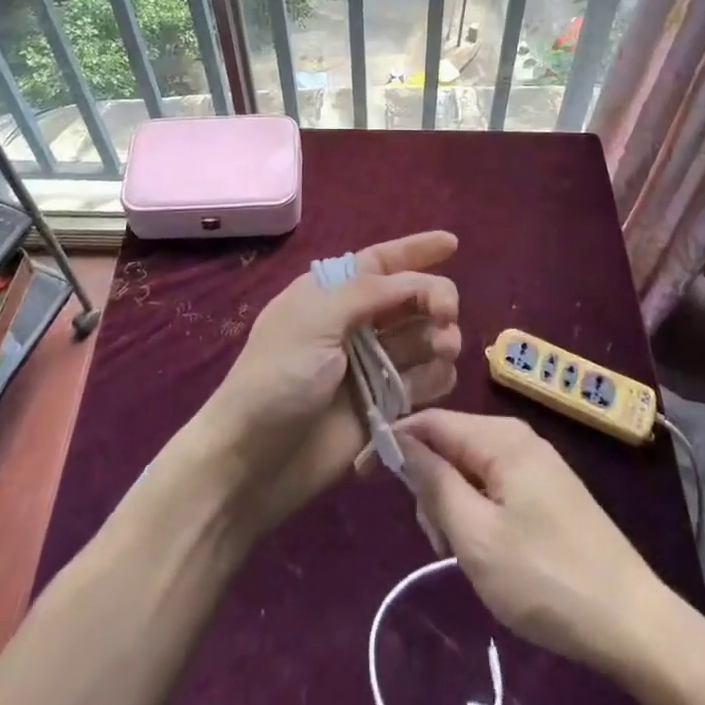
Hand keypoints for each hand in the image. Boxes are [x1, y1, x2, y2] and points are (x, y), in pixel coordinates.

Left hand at [193, 231, 460, 533]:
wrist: (252, 461)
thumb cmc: (279, 377)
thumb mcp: (316, 319)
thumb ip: (368, 292)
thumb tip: (413, 278)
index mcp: (332, 294)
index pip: (381, 262)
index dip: (416, 251)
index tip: (452, 243)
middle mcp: (355, 324)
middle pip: (411, 298)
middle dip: (434, 298)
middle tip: (445, 315)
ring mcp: (371, 366)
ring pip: (423, 339)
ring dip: (440, 337)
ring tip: (443, 348)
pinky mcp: (383, 407)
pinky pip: (423, 382)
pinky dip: (437, 376)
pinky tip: (436, 379)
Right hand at [398, 409, 666, 677]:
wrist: (633, 622)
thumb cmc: (545, 578)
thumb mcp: (476, 536)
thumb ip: (434, 482)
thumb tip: (399, 440)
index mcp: (500, 437)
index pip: (430, 422)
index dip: (392, 442)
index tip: (361, 473)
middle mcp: (517, 437)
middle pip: (450, 445)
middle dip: (430, 487)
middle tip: (438, 542)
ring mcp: (536, 463)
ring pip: (471, 470)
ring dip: (453, 506)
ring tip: (463, 555)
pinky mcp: (548, 490)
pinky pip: (494, 486)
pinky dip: (477, 513)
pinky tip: (486, 552)